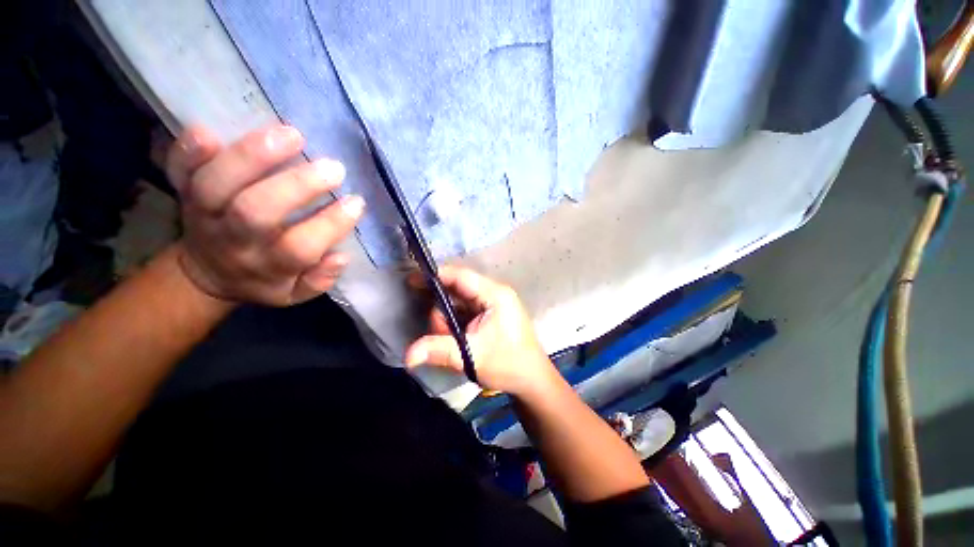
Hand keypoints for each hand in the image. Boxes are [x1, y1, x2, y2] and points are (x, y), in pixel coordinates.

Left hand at [165, 124, 364, 304]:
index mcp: (266, 266)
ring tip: (292, 136)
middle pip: (255, 212)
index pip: (300, 249)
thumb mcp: (295, 294)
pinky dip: (188, 151)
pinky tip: (208, 130)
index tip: (356, 202)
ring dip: (252, 156)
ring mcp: (203, 214)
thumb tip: (340, 257)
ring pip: (216, 185)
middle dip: (296, 186)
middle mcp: (233, 241)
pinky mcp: (183, 192)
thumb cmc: (264, 278)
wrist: (207, 272)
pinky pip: (177, 171)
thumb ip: (319, 280)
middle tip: (333, 168)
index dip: (330, 225)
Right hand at [405, 266, 559, 398]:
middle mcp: (494, 294)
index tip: (412, 280)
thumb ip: (439, 350)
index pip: (461, 276)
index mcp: (495, 295)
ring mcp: (492, 304)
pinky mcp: (490, 315)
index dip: (437, 276)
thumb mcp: (472, 356)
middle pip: (458, 289)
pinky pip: (465, 312)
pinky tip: (456, 340)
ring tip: (452, 342)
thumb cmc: (508, 364)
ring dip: (448, 320)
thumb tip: (408, 355)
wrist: (532, 380)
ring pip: (459, 302)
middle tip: (439, 333)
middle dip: (442, 309)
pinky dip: (455, 324)